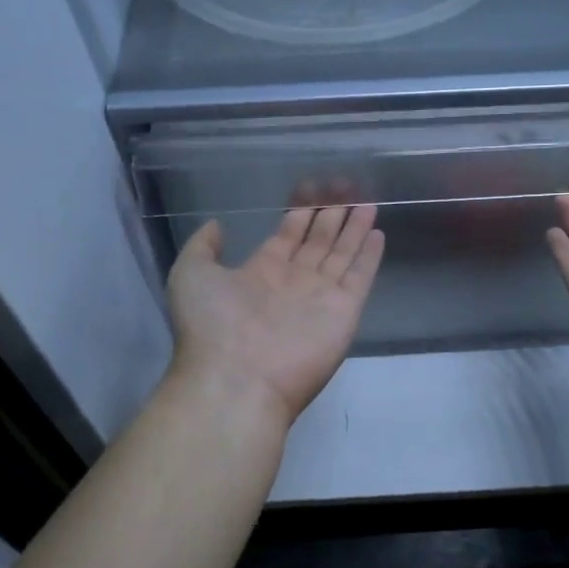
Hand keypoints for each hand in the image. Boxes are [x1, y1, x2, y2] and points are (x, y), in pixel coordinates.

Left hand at [166, 204, 384, 427]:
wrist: (236, 379)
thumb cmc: (211, 325)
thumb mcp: (190, 275)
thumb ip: (203, 246)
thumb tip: (217, 224)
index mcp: (260, 272)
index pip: (288, 236)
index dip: (300, 214)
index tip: (313, 191)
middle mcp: (293, 282)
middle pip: (318, 242)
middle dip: (331, 215)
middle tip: (345, 188)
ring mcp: (320, 296)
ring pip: (341, 254)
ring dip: (354, 229)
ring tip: (367, 203)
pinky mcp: (344, 311)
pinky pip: (360, 276)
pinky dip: (369, 256)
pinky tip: (378, 233)